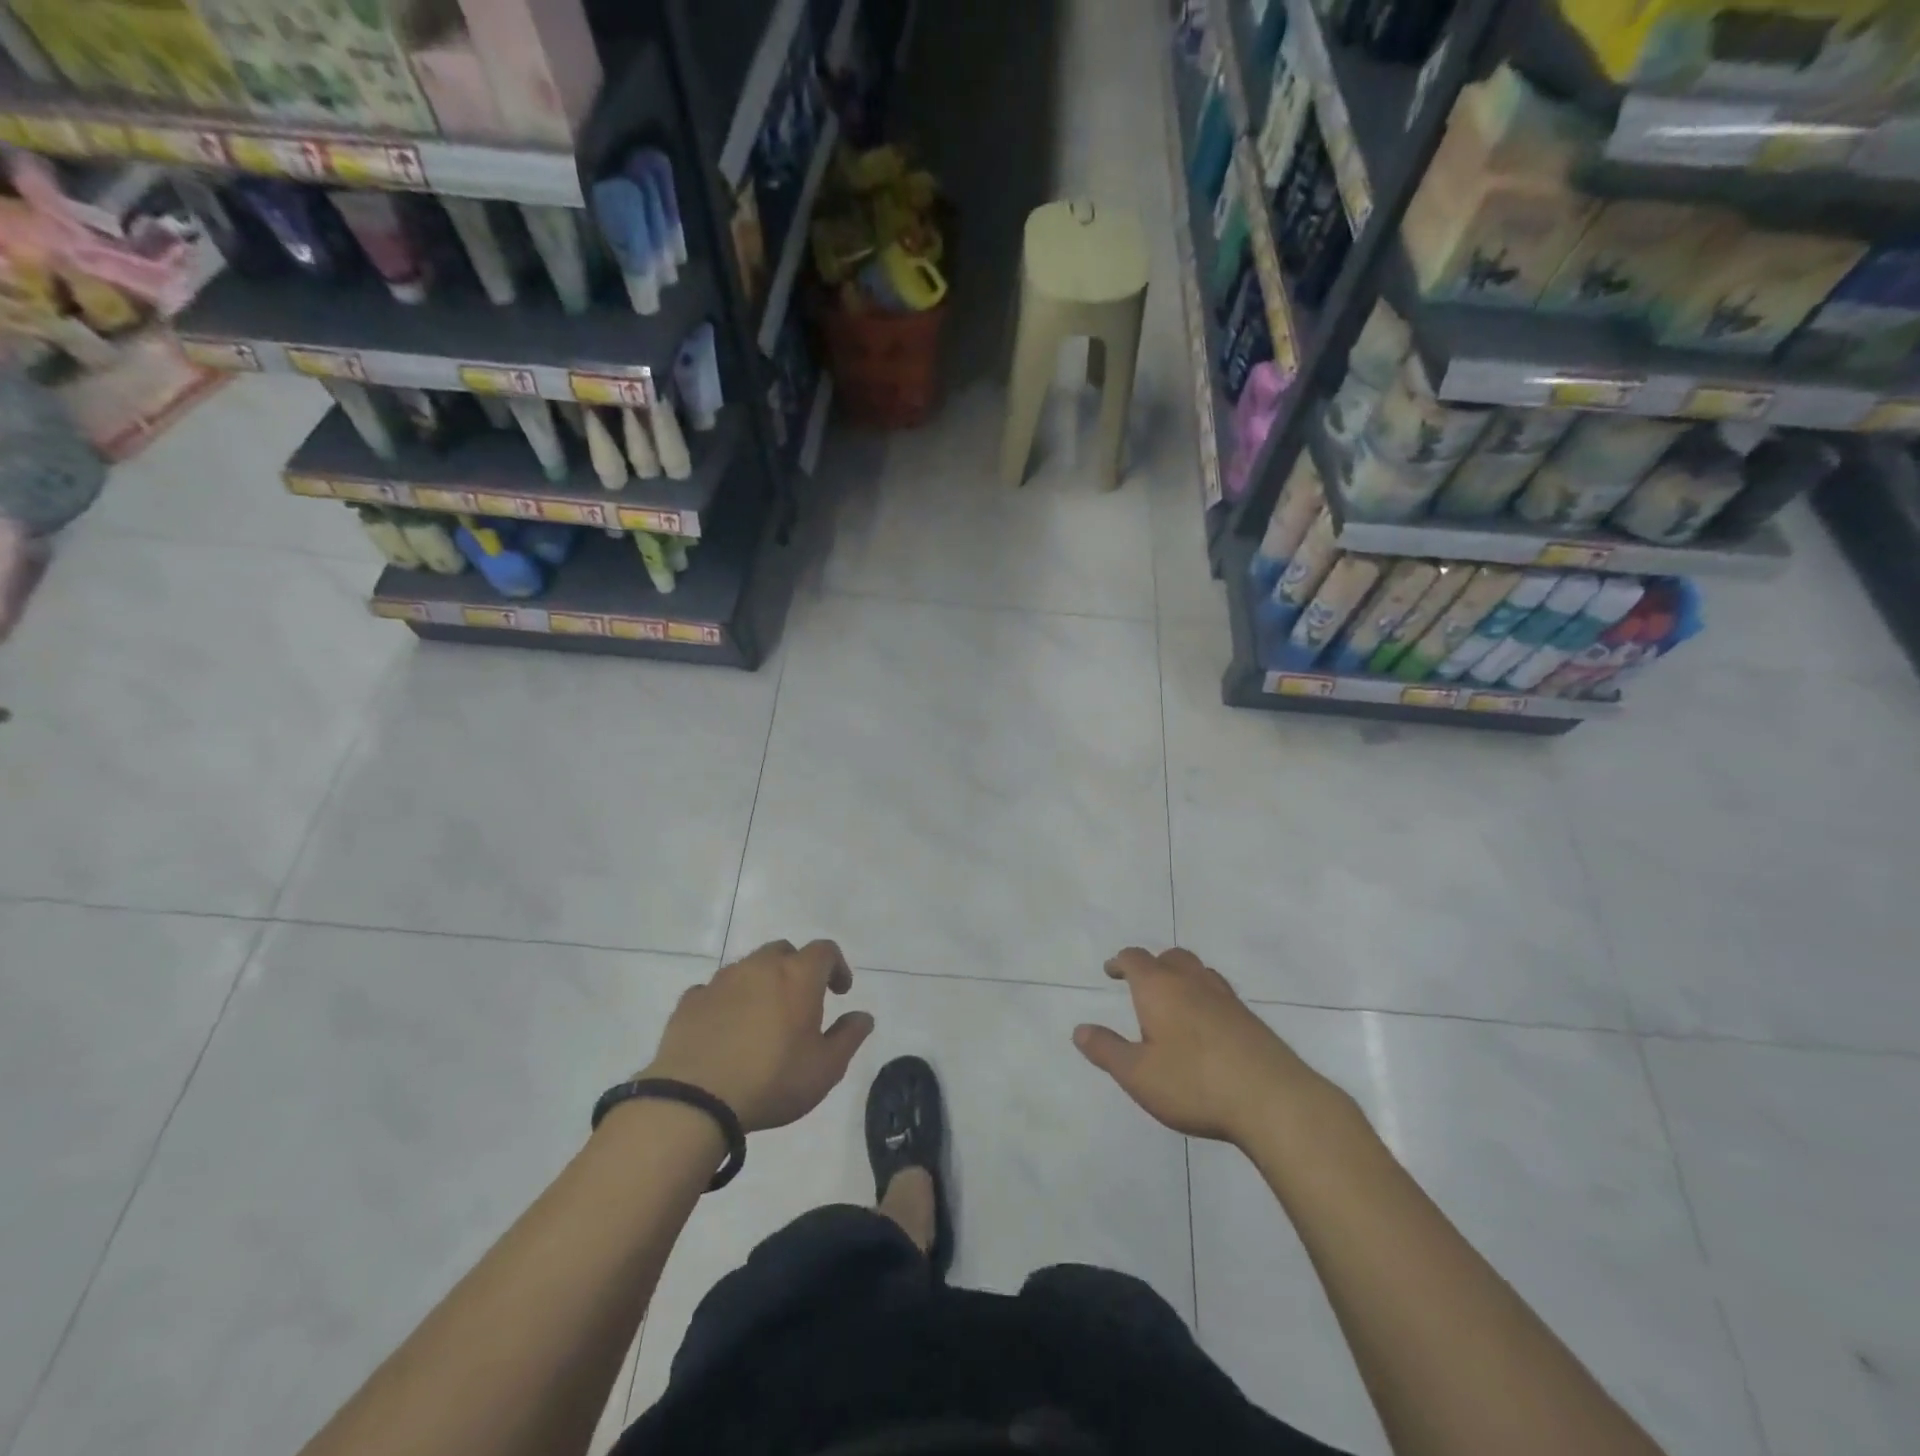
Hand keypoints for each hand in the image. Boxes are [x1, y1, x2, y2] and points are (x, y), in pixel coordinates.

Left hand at [639, 940, 873, 1133]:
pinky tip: (726, 1029)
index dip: (837, 966)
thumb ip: (849, 1037)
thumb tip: (863, 1016)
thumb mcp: (825, 1068)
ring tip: (761, 1018)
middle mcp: (760, 967)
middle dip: (797, 969)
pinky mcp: (691, 1001)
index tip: (839, 992)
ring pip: (748, 967)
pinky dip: (727, 1001)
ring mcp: (721, 980)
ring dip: (761, 983)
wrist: (694, 1100)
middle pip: (784, 952)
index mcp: (798, 976)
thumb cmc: (772, 1081)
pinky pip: (715, 990)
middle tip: (801, 1002)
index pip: (824, 950)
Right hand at [1074, 947, 1339, 1146]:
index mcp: (1159, 987)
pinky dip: (1205, 998)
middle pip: (1170, 957)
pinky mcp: (1250, 1019)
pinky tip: (1207, 1026)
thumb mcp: (1138, 1074)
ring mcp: (1226, 998)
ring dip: (1182, 978)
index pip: (1135, 959)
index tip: (1111, 970)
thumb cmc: (1194, 1083)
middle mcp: (1192, 982)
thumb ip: (1107, 1050)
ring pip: (1199, 972)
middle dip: (1153, 965)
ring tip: (1175, 1001)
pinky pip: (1220, 994)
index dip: (1120, 962)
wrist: (1272, 1100)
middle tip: (1142, 984)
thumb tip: (1079, 1030)